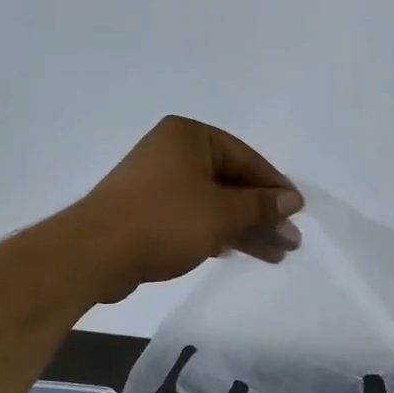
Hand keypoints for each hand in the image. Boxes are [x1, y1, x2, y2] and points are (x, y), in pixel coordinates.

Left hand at [71, 117, 300, 301]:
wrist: (96, 253)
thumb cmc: (164, 221)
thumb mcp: (221, 213)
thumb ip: (260, 206)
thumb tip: (291, 199)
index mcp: (189, 137)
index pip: (245, 157)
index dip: (274, 186)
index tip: (297, 212)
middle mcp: (173, 153)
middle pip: (231, 182)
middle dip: (262, 214)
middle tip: (290, 241)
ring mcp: (158, 183)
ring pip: (214, 203)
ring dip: (244, 228)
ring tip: (275, 255)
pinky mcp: (148, 212)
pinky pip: (193, 217)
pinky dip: (217, 232)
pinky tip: (237, 252)